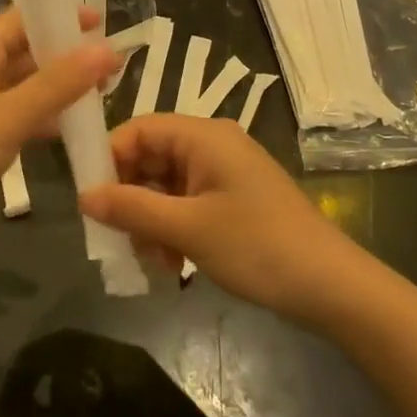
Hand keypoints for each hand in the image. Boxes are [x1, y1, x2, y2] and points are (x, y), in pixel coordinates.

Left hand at [0, 8, 114, 264]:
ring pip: (21, 88)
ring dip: (56, 89)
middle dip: (64, 55)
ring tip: (101, 95)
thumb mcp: (7, 117)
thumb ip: (58, 84)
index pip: (20, 19)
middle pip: (23, 52)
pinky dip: (40, 120)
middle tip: (112, 64)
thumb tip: (107, 48)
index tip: (103, 22)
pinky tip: (69, 131)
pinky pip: (13, 120)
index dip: (58, 16)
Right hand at [80, 115, 361, 324]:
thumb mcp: (188, 229)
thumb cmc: (257, 246)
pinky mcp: (234, 200)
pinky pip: (188, 204)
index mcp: (203, 136)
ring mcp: (225, 174)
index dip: (111, 158)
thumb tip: (83, 196)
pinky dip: (174, 229)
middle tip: (118, 238)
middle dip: (131, 198)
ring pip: (167, 186)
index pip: (140, 129)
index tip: (91, 198)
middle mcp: (213, 145)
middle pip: (152, 158)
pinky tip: (174, 266)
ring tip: (152, 261)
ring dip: (151, 220)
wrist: (332, 287)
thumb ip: (132, 208)